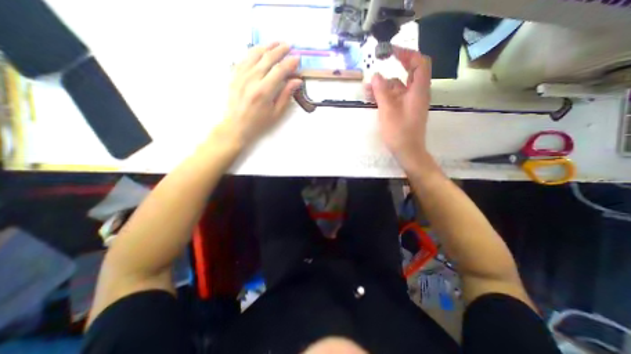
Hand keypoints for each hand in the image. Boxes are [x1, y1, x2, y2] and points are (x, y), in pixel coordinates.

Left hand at [218, 43, 302, 147]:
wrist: (236, 126)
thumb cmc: (259, 123)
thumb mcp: (276, 113)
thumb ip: (286, 95)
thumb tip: (296, 81)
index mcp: (264, 91)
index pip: (279, 70)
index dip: (290, 63)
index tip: (298, 58)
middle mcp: (252, 79)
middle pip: (267, 58)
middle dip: (280, 50)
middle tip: (289, 46)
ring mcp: (241, 75)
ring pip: (255, 53)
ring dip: (267, 46)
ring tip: (276, 43)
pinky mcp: (234, 75)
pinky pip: (244, 57)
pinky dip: (254, 51)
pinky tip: (260, 50)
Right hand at [368, 46, 431, 171]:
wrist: (408, 151)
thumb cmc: (399, 132)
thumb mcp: (388, 110)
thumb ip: (381, 91)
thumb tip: (376, 75)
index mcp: (418, 90)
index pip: (419, 63)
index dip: (407, 53)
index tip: (391, 52)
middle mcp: (417, 94)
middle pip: (408, 74)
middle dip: (392, 70)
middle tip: (377, 69)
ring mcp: (410, 103)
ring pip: (398, 88)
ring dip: (384, 86)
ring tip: (367, 89)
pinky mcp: (404, 111)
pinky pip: (395, 98)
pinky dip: (385, 96)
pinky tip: (373, 98)